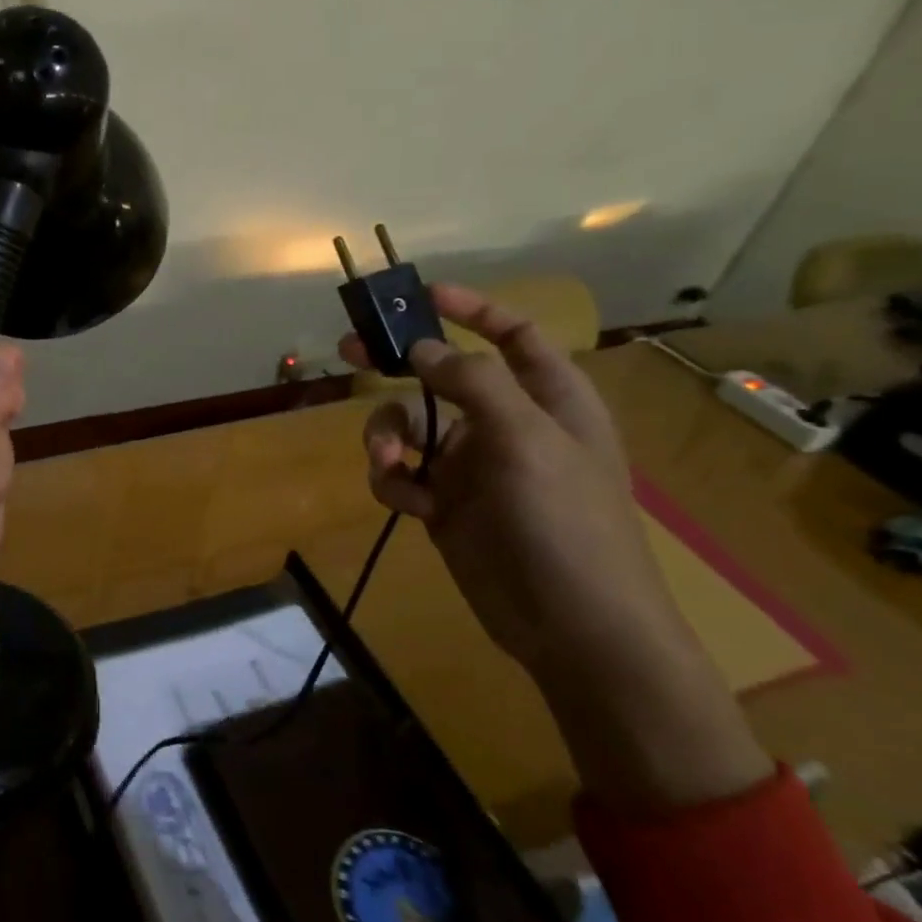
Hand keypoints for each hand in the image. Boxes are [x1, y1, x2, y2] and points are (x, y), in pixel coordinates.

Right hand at [341, 285, 654, 671]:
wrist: (572, 625)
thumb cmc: (564, 520)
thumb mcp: (526, 438)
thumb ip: (472, 382)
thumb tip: (420, 347)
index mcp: (548, 398)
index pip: (513, 335)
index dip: (473, 309)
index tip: (423, 296)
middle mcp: (506, 424)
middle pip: (442, 376)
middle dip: (398, 365)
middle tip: (349, 350)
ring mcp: (472, 467)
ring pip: (410, 426)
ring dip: (386, 436)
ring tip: (387, 459)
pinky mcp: (444, 505)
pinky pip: (402, 474)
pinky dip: (393, 480)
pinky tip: (405, 500)